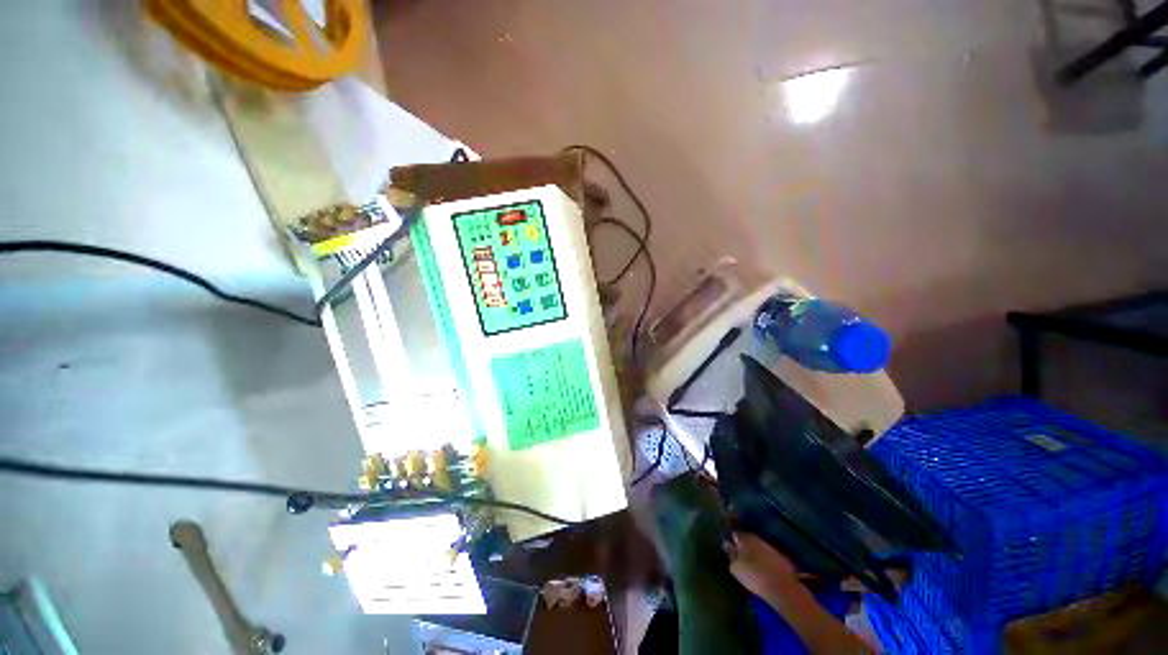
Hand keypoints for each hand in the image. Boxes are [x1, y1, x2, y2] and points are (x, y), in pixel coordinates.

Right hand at [725, 532, 797, 599]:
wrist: (781, 586)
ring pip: (760, 547)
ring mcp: (771, 548)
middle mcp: (758, 539)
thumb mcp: (736, 567)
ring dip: (756, 553)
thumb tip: (727, 545)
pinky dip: (766, 560)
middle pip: (748, 540)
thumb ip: (731, 554)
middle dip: (744, 546)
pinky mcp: (782, 559)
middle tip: (741, 556)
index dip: (732, 540)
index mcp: (745, 539)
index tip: (730, 547)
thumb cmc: (753, 575)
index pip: (735, 534)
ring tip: (752, 564)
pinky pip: (770, 557)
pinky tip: (764, 570)